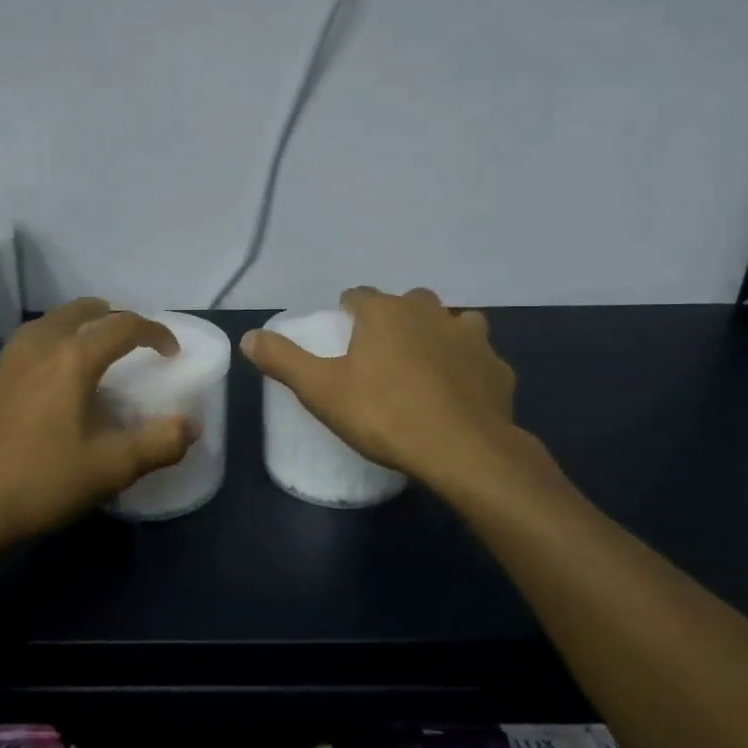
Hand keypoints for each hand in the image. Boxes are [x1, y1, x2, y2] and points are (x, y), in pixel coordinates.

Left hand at [0, 298, 197, 550]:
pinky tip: (59, 376)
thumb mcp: (113, 467)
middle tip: (136, 342)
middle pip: (82, 311)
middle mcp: (39, 346)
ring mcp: (9, 361)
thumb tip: (190, 426)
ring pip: (52, 321)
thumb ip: (160, 443)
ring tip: (99, 350)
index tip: (172, 353)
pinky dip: (57, 340)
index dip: (155, 333)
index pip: (123, 325)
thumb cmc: (44, 481)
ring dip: (82, 325)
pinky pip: (33, 341)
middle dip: (115, 318)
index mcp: (72, 358)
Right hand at [240, 286, 534, 494]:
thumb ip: (284, 360)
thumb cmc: (384, 415)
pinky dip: (467, 366)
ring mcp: (469, 336)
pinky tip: (458, 391)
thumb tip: (249, 337)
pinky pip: (478, 356)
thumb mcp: (321, 391)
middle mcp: (429, 311)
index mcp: (384, 312)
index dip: (348, 313)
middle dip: (393, 319)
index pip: (358, 296)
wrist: (463, 450)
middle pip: (406, 302)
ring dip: (436, 335)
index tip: (343, 338)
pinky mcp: (497, 366)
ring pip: (450, 321)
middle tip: (380, 356)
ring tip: (423, 367)